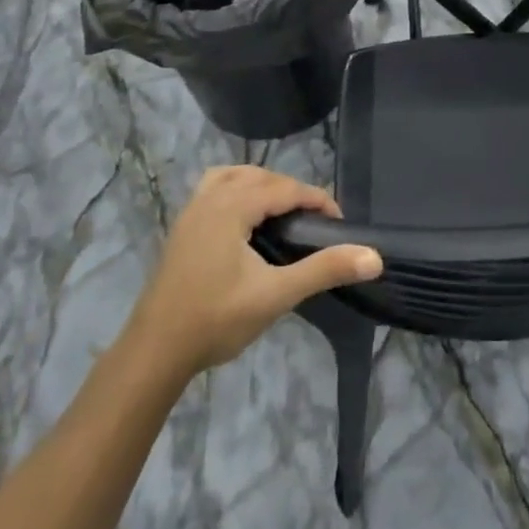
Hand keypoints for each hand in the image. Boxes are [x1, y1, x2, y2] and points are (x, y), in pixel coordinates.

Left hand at [124, 167, 381, 380]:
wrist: (154, 352)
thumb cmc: (216, 320)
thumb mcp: (276, 295)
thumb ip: (324, 270)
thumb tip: (374, 257)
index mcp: (232, 205)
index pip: (286, 188)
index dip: (316, 200)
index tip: (338, 223)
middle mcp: (211, 197)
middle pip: (262, 177)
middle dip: (292, 192)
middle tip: (314, 223)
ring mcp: (192, 210)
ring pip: (235, 176)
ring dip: (263, 185)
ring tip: (283, 212)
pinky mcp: (182, 226)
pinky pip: (215, 187)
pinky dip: (237, 189)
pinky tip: (244, 217)